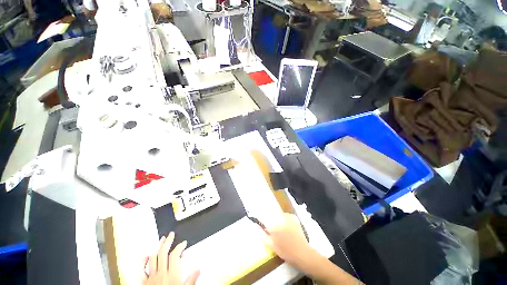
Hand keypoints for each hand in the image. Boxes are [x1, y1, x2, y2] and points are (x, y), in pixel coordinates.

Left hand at [142, 232, 199, 284]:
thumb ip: (192, 279)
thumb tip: (199, 269)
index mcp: (172, 275)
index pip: (175, 255)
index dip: (180, 247)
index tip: (183, 243)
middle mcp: (161, 274)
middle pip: (163, 253)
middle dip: (168, 242)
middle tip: (171, 234)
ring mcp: (151, 278)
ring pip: (153, 258)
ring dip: (157, 247)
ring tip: (161, 240)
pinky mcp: (144, 283)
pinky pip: (142, 270)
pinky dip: (143, 261)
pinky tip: (147, 255)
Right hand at [263, 214, 362, 283]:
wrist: (303, 253)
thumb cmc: (286, 251)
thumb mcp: (272, 246)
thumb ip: (263, 235)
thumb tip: (258, 228)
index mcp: (273, 225)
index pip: (264, 218)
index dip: (262, 221)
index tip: (263, 225)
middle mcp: (279, 218)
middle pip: (272, 216)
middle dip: (271, 221)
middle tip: (275, 231)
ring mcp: (288, 216)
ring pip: (279, 215)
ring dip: (278, 220)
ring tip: (283, 230)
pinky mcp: (294, 217)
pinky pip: (286, 216)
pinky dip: (285, 219)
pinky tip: (288, 228)